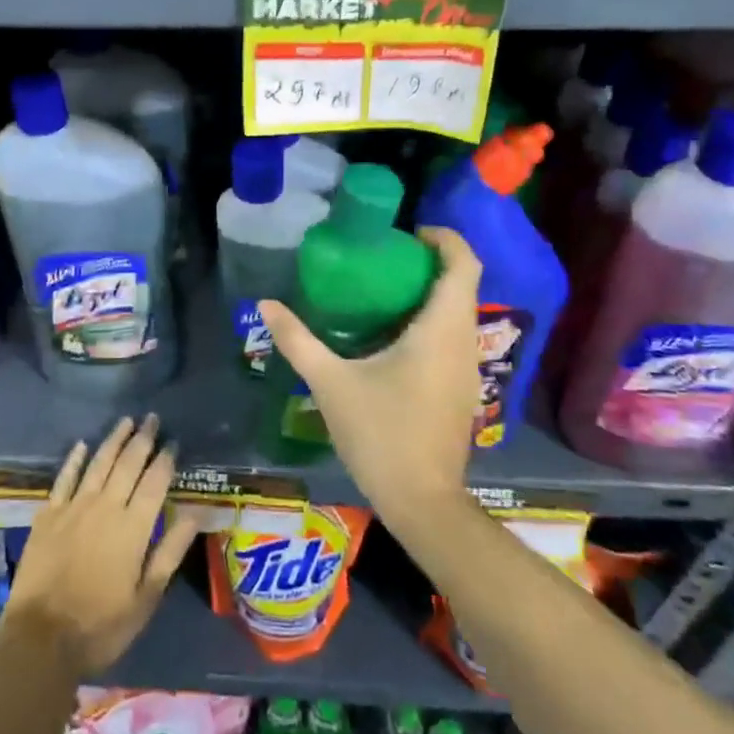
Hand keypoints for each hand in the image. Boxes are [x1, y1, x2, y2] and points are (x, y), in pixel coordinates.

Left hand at [4, 415, 199, 676]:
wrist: (39, 640)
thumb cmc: (100, 626)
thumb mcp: (146, 598)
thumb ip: (170, 551)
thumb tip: (196, 513)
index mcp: (133, 528)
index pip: (155, 482)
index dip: (165, 459)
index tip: (174, 441)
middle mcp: (105, 507)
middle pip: (127, 464)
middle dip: (142, 439)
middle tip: (152, 418)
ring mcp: (73, 508)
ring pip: (97, 463)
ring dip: (113, 440)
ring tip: (126, 421)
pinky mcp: (47, 516)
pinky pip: (64, 478)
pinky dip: (74, 460)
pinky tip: (81, 445)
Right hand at [260, 227, 480, 525]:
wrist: (421, 501)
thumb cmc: (380, 434)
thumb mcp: (330, 383)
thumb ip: (298, 340)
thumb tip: (265, 304)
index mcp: (440, 330)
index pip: (463, 264)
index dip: (444, 238)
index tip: (409, 232)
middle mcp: (463, 341)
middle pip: (463, 284)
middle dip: (430, 262)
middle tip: (385, 257)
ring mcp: (468, 368)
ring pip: (460, 312)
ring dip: (431, 292)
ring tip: (384, 289)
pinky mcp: (462, 388)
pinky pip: (454, 336)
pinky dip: (432, 320)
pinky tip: (393, 335)